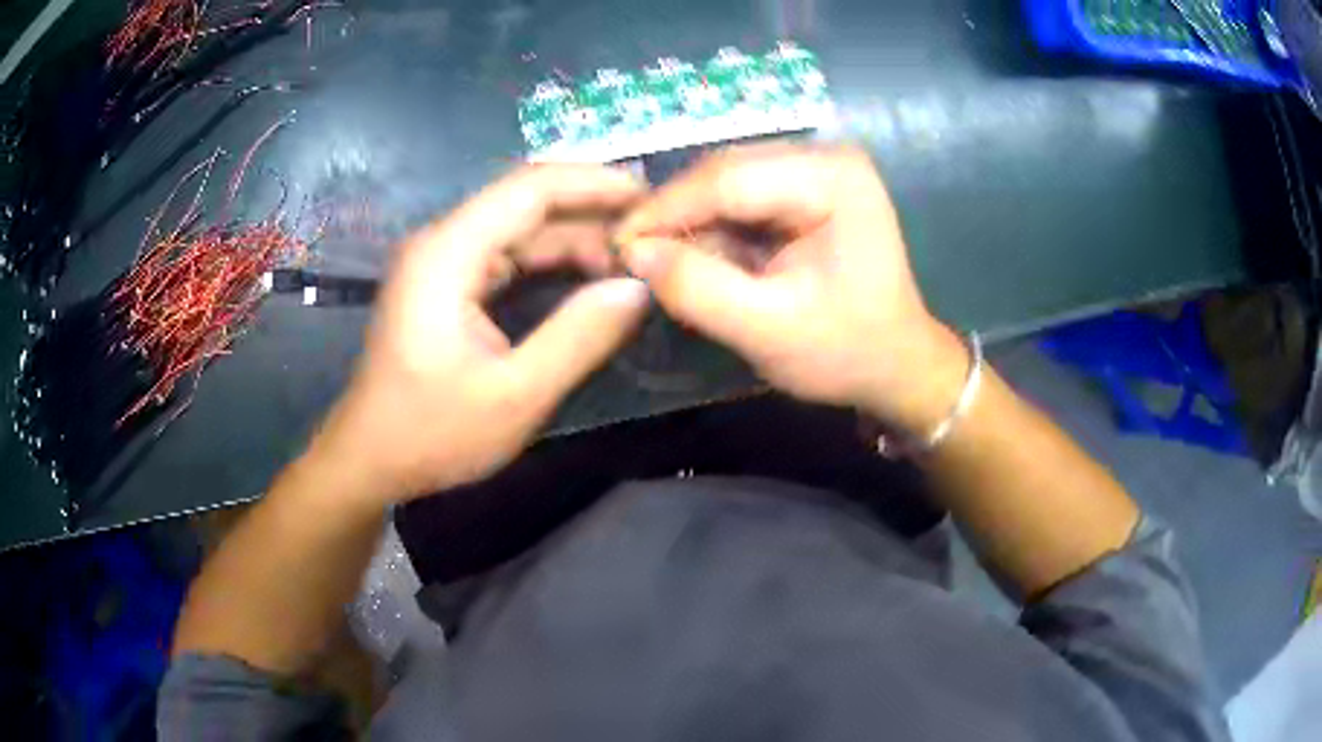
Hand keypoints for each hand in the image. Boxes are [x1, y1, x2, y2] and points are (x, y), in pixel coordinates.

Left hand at [310, 165, 650, 504]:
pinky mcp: (448, 283)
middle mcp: (443, 241)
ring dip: (576, 238)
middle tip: (654, 234)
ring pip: (521, 227)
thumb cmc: (431, 434)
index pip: (530, 187)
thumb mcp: (515, 396)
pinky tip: (591, 276)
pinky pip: (509, 254)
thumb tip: (639, 288)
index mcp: (448, 253)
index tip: (651, 197)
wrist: (370, 459)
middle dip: (592, 211)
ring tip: (634, 258)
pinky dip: (553, 261)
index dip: (594, 183)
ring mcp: (443, 261)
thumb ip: (579, 337)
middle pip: (526, 200)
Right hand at [617, 143, 967, 434]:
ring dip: (692, 225)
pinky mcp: (807, 191)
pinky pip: (741, 201)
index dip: (663, 210)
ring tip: (664, 265)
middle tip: (632, 258)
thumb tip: (633, 252)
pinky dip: (715, 231)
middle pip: (724, 173)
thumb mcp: (769, 330)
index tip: (615, 246)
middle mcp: (825, 157)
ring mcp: (817, 171)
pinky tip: (702, 261)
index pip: (727, 178)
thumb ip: (698, 289)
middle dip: (676, 217)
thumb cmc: (847, 351)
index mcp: (832, 177)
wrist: (897, 366)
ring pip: (726, 185)